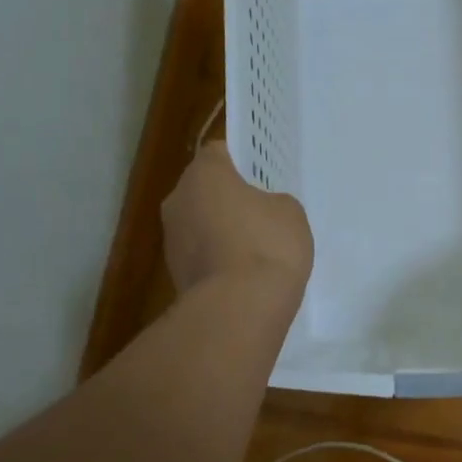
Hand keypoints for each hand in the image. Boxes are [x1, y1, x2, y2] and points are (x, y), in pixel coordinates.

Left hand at [162, 143, 314, 299]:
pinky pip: (201, 256)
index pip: (218, 153)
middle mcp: (178, 200)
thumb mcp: (290, 212)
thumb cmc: (267, 245)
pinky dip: (218, 260)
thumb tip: (260, 211)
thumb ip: (273, 202)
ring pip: (199, 224)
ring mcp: (171, 240)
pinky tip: (243, 275)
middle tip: (259, 212)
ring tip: (254, 249)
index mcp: (203, 174)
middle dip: (227, 198)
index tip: (260, 176)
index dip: (240, 162)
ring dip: (220, 231)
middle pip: (204, 190)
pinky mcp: (175, 274)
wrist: (239, 309)